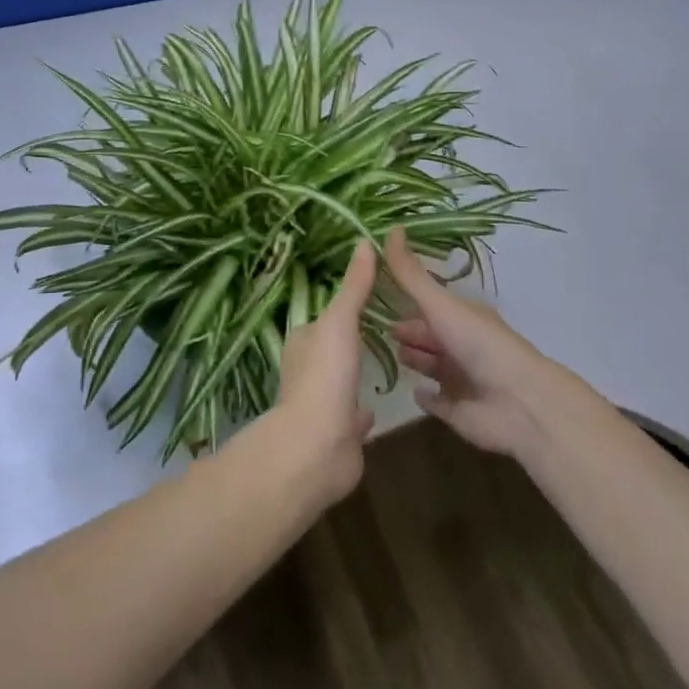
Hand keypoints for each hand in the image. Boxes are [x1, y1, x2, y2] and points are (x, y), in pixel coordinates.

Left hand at [273, 239, 376, 503]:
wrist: (316, 448)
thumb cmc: (324, 376)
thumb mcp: (340, 321)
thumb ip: (354, 286)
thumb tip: (364, 241)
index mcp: (303, 343)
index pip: (323, 318)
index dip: (343, 308)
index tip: (370, 297)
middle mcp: (308, 372)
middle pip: (331, 349)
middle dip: (350, 341)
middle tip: (385, 328)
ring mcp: (322, 406)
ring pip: (341, 383)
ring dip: (355, 374)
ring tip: (384, 361)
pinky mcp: (338, 435)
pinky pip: (352, 418)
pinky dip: (361, 411)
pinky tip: (375, 407)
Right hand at [385, 227, 558, 458]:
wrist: (519, 402)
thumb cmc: (479, 345)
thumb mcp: (441, 304)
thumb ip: (411, 274)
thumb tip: (391, 228)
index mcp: (463, 316)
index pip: (431, 304)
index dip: (407, 300)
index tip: (376, 294)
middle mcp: (463, 344)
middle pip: (430, 335)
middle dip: (409, 331)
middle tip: (376, 329)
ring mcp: (463, 379)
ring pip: (433, 366)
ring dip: (415, 360)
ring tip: (389, 356)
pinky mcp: (460, 411)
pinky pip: (439, 402)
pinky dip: (427, 397)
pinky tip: (413, 392)